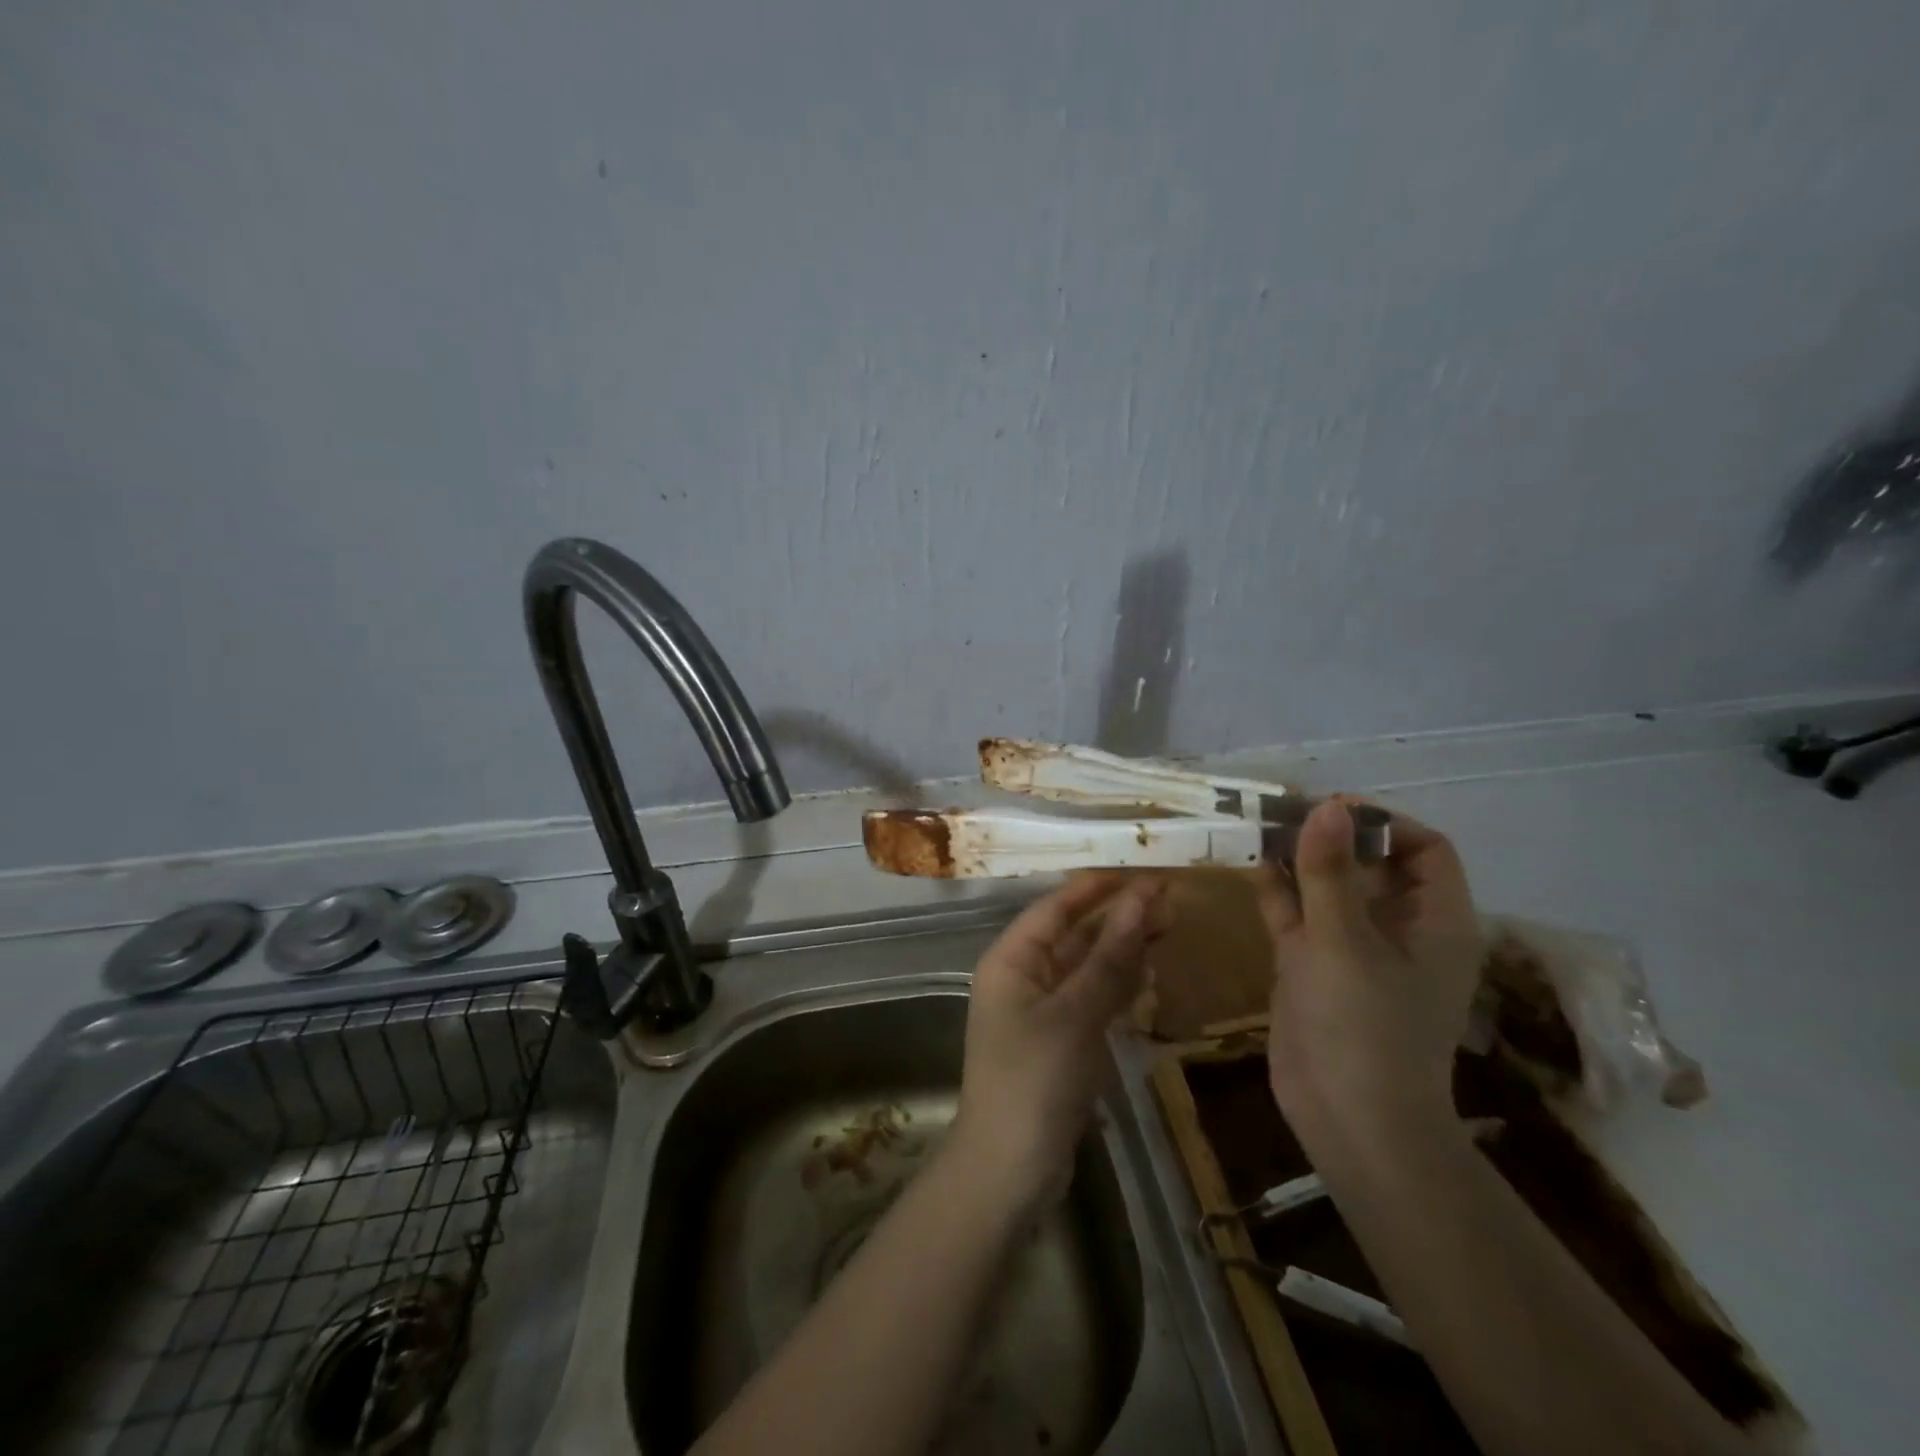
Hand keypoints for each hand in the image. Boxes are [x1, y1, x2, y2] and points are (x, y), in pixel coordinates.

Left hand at [952, 875, 1169, 1207]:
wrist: (1009, 1169)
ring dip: (1123, 948)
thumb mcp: (1074, 1014)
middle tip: (1171, 901)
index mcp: (1012, 959)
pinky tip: (1148, 972)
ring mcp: (1042, 1010)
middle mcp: (1024, 976)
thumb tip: (1142, 900)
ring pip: (1087, 966)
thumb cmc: (1034, 1079)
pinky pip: (1092, 998)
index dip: (1099, 888)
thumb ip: (1109, 958)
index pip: (1057, 907)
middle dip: (1118, 917)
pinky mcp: (1061, 1040)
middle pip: (1075, 934)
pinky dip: (1118, 984)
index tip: (1143, 872)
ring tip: (1169, 927)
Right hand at [1257, 801, 1481, 1136]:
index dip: (1384, 822)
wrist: (1349, 1123)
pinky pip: (1299, 915)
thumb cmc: (1364, 1028)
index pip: (1424, 849)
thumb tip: (1327, 806)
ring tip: (1258, 825)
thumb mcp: (1344, 942)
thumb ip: (1330, 872)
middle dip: (1330, 834)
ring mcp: (1353, 948)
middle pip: (1372, 863)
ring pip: (1330, 887)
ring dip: (1298, 858)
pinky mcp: (1314, 966)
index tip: (1331, 811)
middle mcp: (1399, 928)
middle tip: (1282, 811)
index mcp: (1435, 921)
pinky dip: (1278, 889)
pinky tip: (1250, 863)